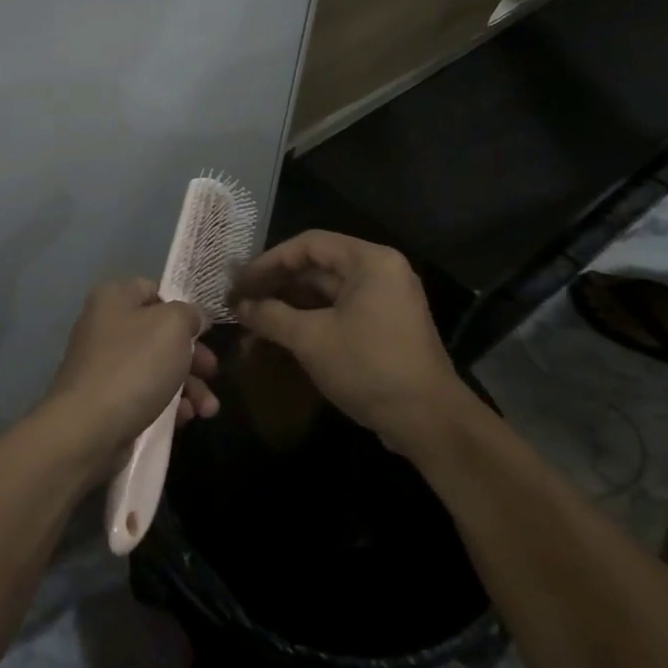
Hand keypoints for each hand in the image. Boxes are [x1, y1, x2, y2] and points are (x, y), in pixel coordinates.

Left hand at [38, 279, 219, 476]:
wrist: (88, 430)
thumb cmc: (133, 366)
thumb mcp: (172, 326)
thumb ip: (189, 314)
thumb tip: (193, 319)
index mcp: (113, 298)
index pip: (153, 290)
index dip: (182, 307)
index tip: (205, 330)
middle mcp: (105, 327)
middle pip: (160, 333)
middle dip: (192, 355)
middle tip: (212, 371)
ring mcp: (104, 366)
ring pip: (157, 368)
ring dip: (189, 386)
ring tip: (208, 409)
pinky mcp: (107, 401)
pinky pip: (146, 396)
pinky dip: (169, 405)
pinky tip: (185, 419)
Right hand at [230, 231, 469, 455]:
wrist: (429, 422)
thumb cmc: (369, 367)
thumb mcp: (311, 339)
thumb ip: (271, 316)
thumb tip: (238, 306)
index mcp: (370, 261)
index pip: (308, 245)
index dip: (268, 262)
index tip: (239, 283)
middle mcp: (380, 273)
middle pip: (317, 267)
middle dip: (276, 286)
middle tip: (240, 303)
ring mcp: (383, 302)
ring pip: (324, 294)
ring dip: (287, 308)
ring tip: (251, 325)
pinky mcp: (382, 329)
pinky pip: (337, 313)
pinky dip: (308, 323)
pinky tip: (278, 339)